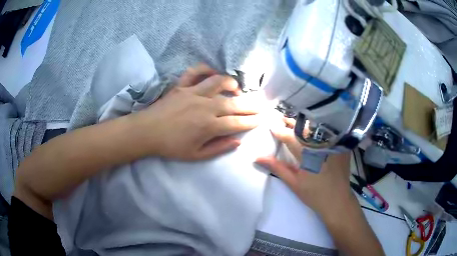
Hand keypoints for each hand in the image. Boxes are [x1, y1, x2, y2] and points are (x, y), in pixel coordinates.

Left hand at [131, 64, 261, 160]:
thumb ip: (218, 148)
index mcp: (209, 126)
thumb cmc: (171, 146)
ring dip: (231, 84)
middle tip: (261, 104)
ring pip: (218, 82)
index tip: (261, 119)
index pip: (237, 123)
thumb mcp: (196, 155)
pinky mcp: (182, 86)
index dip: (251, 121)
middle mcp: (205, 106)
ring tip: (237, 90)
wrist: (147, 132)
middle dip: (251, 104)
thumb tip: (237, 142)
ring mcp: (193, 93)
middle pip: (234, 103)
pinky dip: (205, 69)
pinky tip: (212, 73)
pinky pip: (195, 72)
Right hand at [256, 117, 353, 217]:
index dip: (279, 130)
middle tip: (281, 118)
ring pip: (316, 127)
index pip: (290, 137)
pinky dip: (318, 129)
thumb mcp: (294, 183)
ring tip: (295, 123)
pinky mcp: (342, 145)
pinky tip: (313, 129)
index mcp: (309, 155)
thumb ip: (277, 167)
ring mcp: (334, 143)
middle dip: (291, 122)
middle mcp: (322, 145)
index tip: (271, 124)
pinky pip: (329, 131)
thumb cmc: (314, 194)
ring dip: (304, 124)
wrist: (337, 200)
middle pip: (304, 128)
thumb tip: (258, 157)